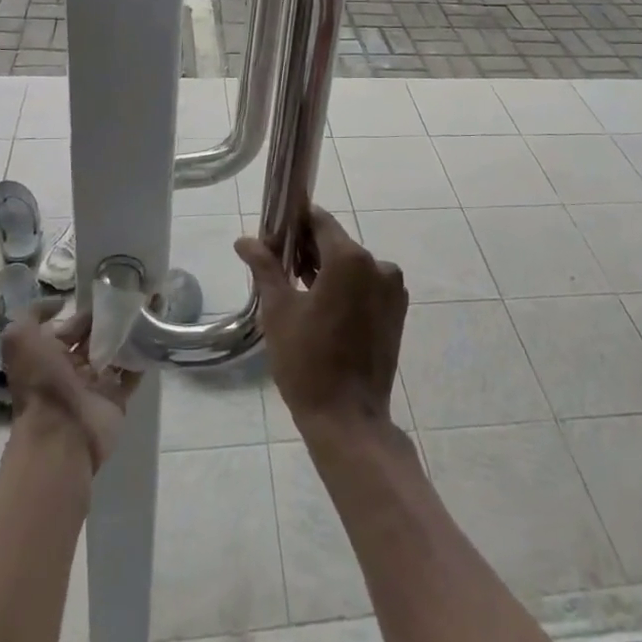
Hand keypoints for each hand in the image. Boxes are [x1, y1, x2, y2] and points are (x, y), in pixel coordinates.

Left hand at [0, 302, 137, 472]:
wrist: (60, 435)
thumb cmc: (41, 384)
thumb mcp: (20, 341)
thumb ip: (32, 315)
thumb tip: (58, 303)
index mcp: (50, 356)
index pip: (72, 326)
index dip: (87, 310)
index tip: (111, 290)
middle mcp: (72, 369)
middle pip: (96, 338)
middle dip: (113, 319)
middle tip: (136, 297)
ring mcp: (96, 385)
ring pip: (116, 352)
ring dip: (131, 334)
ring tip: (151, 310)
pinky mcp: (117, 398)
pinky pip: (133, 373)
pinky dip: (144, 356)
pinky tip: (156, 334)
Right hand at [236, 208, 406, 440]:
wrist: (348, 419)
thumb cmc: (308, 362)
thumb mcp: (278, 311)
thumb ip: (265, 268)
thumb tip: (245, 240)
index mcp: (350, 259)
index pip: (320, 221)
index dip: (295, 223)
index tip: (273, 234)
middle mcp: (378, 265)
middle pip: (337, 243)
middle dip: (308, 249)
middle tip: (278, 264)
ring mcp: (392, 289)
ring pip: (352, 265)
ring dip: (327, 269)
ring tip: (296, 287)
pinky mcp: (397, 311)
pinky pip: (366, 285)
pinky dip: (346, 287)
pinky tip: (322, 307)